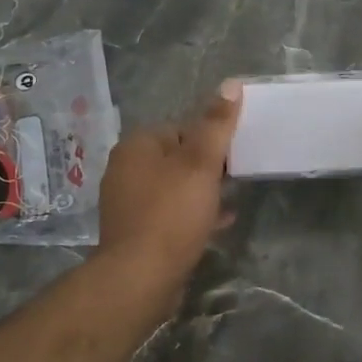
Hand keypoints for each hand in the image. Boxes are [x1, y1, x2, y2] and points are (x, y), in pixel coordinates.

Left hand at [98, 80, 242, 283]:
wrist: (140, 277)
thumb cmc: (171, 213)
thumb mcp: (201, 163)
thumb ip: (216, 125)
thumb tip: (231, 83)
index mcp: (136, 146)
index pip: (180, 128)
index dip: (210, 140)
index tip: (234, 156)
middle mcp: (126, 169)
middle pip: (177, 158)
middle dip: (207, 167)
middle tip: (235, 179)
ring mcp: (128, 202)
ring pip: (174, 187)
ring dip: (202, 192)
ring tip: (230, 201)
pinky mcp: (136, 231)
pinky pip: (170, 214)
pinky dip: (193, 214)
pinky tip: (218, 223)